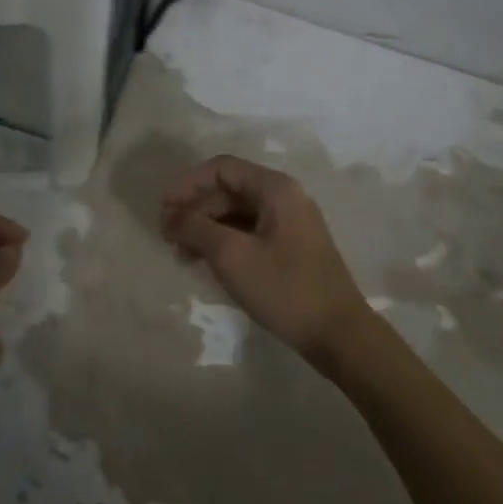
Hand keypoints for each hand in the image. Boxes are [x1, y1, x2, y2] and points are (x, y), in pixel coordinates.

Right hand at [161, 155, 373, 366]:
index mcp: (275, 189)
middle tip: (167, 236)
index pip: (221, 168)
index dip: (187, 184)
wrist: (338, 335)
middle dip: (195, 208)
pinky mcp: (290, 247)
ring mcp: (289, 223)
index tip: (163, 210)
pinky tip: (205, 261)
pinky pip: (248, 231)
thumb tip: (170, 216)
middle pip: (228, 189)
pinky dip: (223, 241)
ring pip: (236, 212)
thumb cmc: (285, 288)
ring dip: (206, 227)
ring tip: (181, 253)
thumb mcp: (232, 256)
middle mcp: (284, 197)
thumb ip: (196, 228)